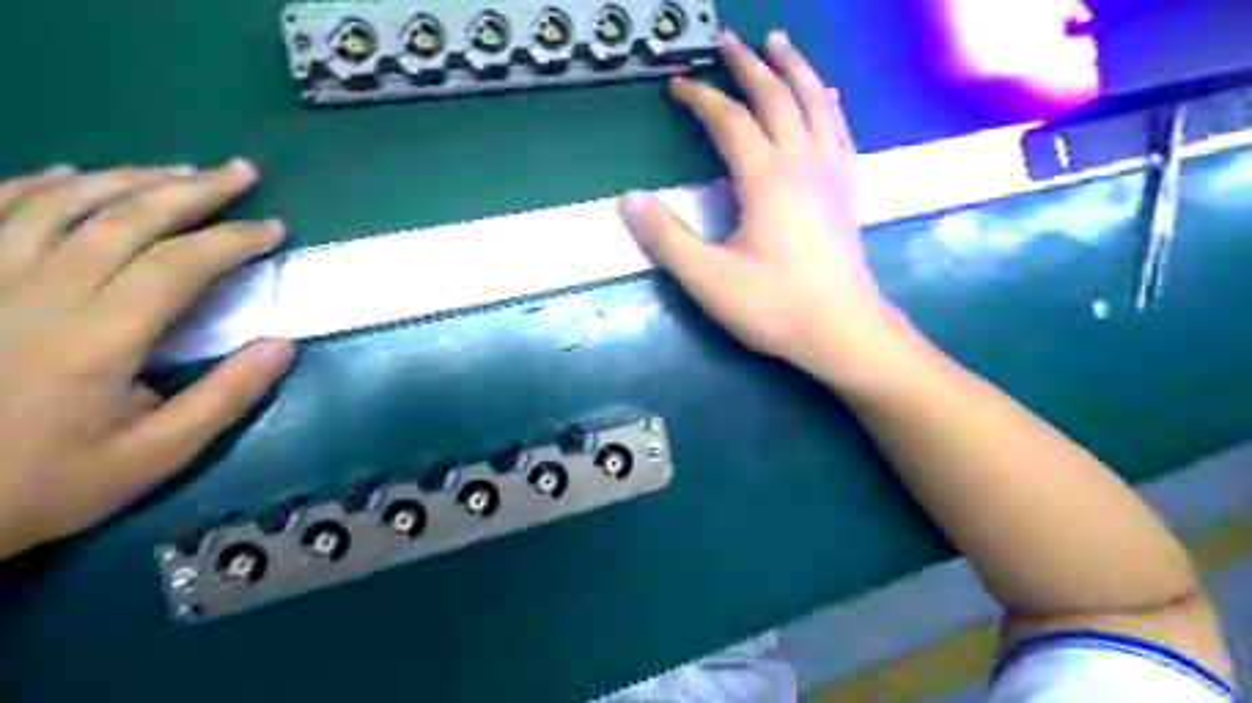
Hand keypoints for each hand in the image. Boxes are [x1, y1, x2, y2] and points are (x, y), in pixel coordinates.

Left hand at [0, 159, 293, 558]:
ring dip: (127, 179)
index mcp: (97, 338)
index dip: (233, 240)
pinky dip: (33, 185)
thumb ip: (223, 398)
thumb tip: (281, 344)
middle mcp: (39, 293)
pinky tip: (68, 175)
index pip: (179, 265)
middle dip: (191, 189)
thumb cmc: (41, 484)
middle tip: (239, 172)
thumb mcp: (153, 457)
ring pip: (60, 203)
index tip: (274, 229)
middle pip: (124, 218)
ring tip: (175, 169)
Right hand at [617, 30, 894, 376]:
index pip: (729, 120)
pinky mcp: (846, 190)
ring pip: (815, 103)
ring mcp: (831, 173)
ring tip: (779, 44)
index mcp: (767, 177)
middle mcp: (802, 161)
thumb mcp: (709, 279)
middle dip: (749, 65)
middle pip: (776, 96)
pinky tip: (826, 95)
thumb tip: (628, 198)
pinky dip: (828, 104)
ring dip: (794, 69)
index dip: (700, 97)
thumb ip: (666, 238)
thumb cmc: (774, 305)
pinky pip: (839, 131)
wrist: (842, 330)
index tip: (676, 84)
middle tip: (727, 40)